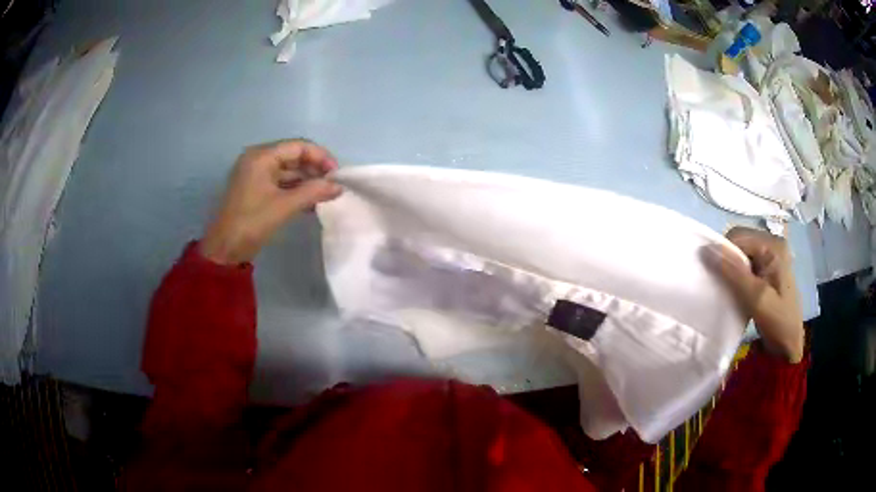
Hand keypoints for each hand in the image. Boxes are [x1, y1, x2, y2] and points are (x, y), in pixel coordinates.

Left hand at [200, 139, 341, 264]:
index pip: (298, 146)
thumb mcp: (285, 206)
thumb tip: (339, 187)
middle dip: (315, 170)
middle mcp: (258, 159)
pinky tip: (312, 203)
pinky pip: (281, 183)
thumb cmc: (252, 222)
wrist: (225, 249)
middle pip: (293, 157)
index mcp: (262, 156)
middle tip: (333, 186)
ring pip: (288, 171)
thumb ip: (313, 192)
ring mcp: (256, 175)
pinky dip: (296, 190)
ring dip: (307, 182)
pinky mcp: (256, 189)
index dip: (320, 157)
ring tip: (326, 195)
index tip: (337, 174)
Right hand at [703, 227, 804, 362]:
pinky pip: (746, 263)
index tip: (716, 277)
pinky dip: (737, 275)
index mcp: (773, 245)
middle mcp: (773, 243)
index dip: (723, 252)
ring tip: (729, 290)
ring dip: (731, 269)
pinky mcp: (768, 268)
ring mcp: (771, 255)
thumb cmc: (777, 321)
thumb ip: (734, 272)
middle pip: (739, 242)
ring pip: (741, 253)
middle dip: (727, 261)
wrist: (789, 345)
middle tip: (724, 286)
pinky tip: (737, 290)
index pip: (738, 236)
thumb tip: (707, 248)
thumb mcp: (756, 298)